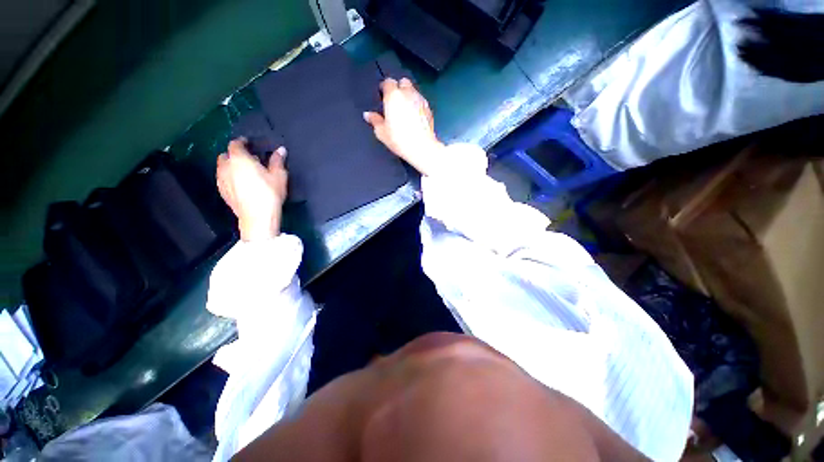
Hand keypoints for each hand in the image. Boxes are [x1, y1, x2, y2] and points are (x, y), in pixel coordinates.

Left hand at [217, 139, 287, 241]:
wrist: (257, 217)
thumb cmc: (269, 193)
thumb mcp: (278, 176)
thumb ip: (277, 161)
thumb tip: (281, 150)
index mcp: (239, 159)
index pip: (235, 144)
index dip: (242, 142)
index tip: (249, 143)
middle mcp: (226, 167)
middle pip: (225, 155)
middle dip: (234, 155)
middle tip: (248, 159)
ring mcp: (221, 180)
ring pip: (222, 168)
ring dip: (231, 166)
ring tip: (244, 172)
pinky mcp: (222, 192)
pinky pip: (223, 179)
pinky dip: (229, 177)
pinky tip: (240, 184)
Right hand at [364, 78, 443, 175]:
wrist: (421, 147)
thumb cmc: (401, 139)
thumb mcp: (382, 132)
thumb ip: (374, 120)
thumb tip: (368, 115)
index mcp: (393, 96)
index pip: (388, 82)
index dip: (384, 88)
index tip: (382, 95)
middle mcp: (408, 94)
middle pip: (403, 82)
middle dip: (398, 88)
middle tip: (394, 101)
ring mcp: (420, 100)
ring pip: (413, 91)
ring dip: (408, 96)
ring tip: (404, 109)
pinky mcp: (429, 109)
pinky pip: (421, 101)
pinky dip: (416, 105)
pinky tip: (413, 117)